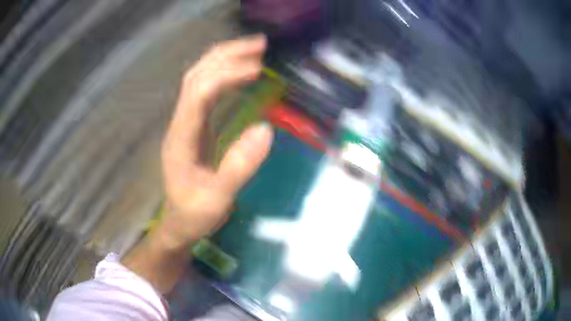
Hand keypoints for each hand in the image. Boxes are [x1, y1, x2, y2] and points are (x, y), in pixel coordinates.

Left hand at [159, 35, 272, 248]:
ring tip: (254, 50)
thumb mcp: (218, 200)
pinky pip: (206, 90)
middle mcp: (180, 123)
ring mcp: (185, 122)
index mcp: (181, 138)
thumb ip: (239, 167)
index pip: (199, 94)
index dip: (227, 76)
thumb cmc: (195, 214)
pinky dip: (224, 74)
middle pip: (196, 76)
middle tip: (260, 45)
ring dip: (224, 59)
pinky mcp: (194, 126)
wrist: (179, 223)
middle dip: (226, 55)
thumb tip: (266, 130)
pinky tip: (241, 72)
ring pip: (199, 78)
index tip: (258, 69)